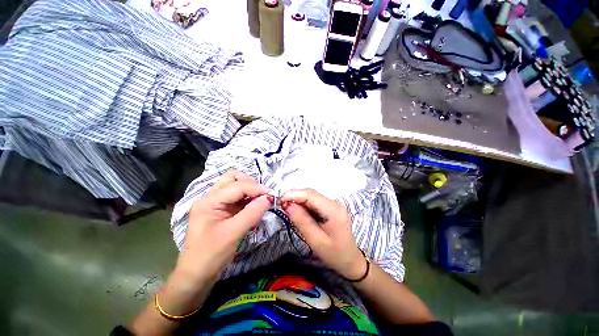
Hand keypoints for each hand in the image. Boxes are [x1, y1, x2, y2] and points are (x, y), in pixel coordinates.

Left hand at [176, 170, 272, 282]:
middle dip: (250, 183)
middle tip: (263, 195)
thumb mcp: (232, 233)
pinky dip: (248, 199)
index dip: (256, 188)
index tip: (271, 195)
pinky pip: (238, 198)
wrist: (196, 276)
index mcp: (209, 201)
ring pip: (236, 186)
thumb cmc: (210, 256)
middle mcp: (212, 198)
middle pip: (233, 178)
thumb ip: (252, 213)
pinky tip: (255, 207)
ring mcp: (217, 204)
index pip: (237, 186)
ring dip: (250, 190)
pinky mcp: (223, 211)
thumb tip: (269, 198)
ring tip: (261, 200)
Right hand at [280, 189, 366, 279]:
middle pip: (311, 194)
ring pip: (312, 197)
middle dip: (295, 197)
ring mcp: (333, 204)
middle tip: (282, 207)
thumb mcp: (316, 241)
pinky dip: (304, 206)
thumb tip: (288, 205)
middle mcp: (334, 202)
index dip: (293, 194)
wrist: (351, 260)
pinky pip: (315, 202)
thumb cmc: (335, 254)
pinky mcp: (331, 207)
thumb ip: (302, 221)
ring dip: (299, 201)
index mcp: (333, 210)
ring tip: (288, 210)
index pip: (310, 194)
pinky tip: (299, 213)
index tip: (279, 201)